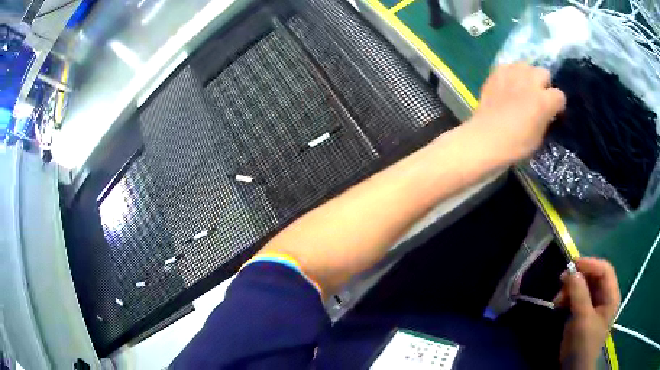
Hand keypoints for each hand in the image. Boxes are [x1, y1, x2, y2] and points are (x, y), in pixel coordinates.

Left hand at [466, 62, 566, 164]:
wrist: (485, 139)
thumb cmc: (515, 145)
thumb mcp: (539, 136)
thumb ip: (545, 118)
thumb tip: (546, 111)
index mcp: (544, 100)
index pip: (560, 95)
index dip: (558, 105)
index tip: (553, 112)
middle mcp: (530, 82)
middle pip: (543, 73)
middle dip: (543, 84)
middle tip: (537, 96)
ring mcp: (512, 75)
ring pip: (526, 65)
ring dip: (527, 75)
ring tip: (522, 87)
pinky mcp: (496, 73)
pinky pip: (508, 66)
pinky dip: (511, 73)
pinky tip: (508, 84)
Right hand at [554, 258, 620, 369]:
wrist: (574, 368)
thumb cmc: (584, 344)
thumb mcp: (583, 320)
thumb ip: (579, 295)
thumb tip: (571, 271)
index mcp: (611, 295)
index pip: (604, 270)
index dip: (590, 264)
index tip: (572, 265)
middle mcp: (604, 296)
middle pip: (593, 276)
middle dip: (577, 278)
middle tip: (561, 281)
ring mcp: (594, 304)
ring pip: (583, 286)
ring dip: (570, 289)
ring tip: (557, 300)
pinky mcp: (583, 311)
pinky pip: (576, 296)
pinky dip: (567, 297)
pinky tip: (559, 304)